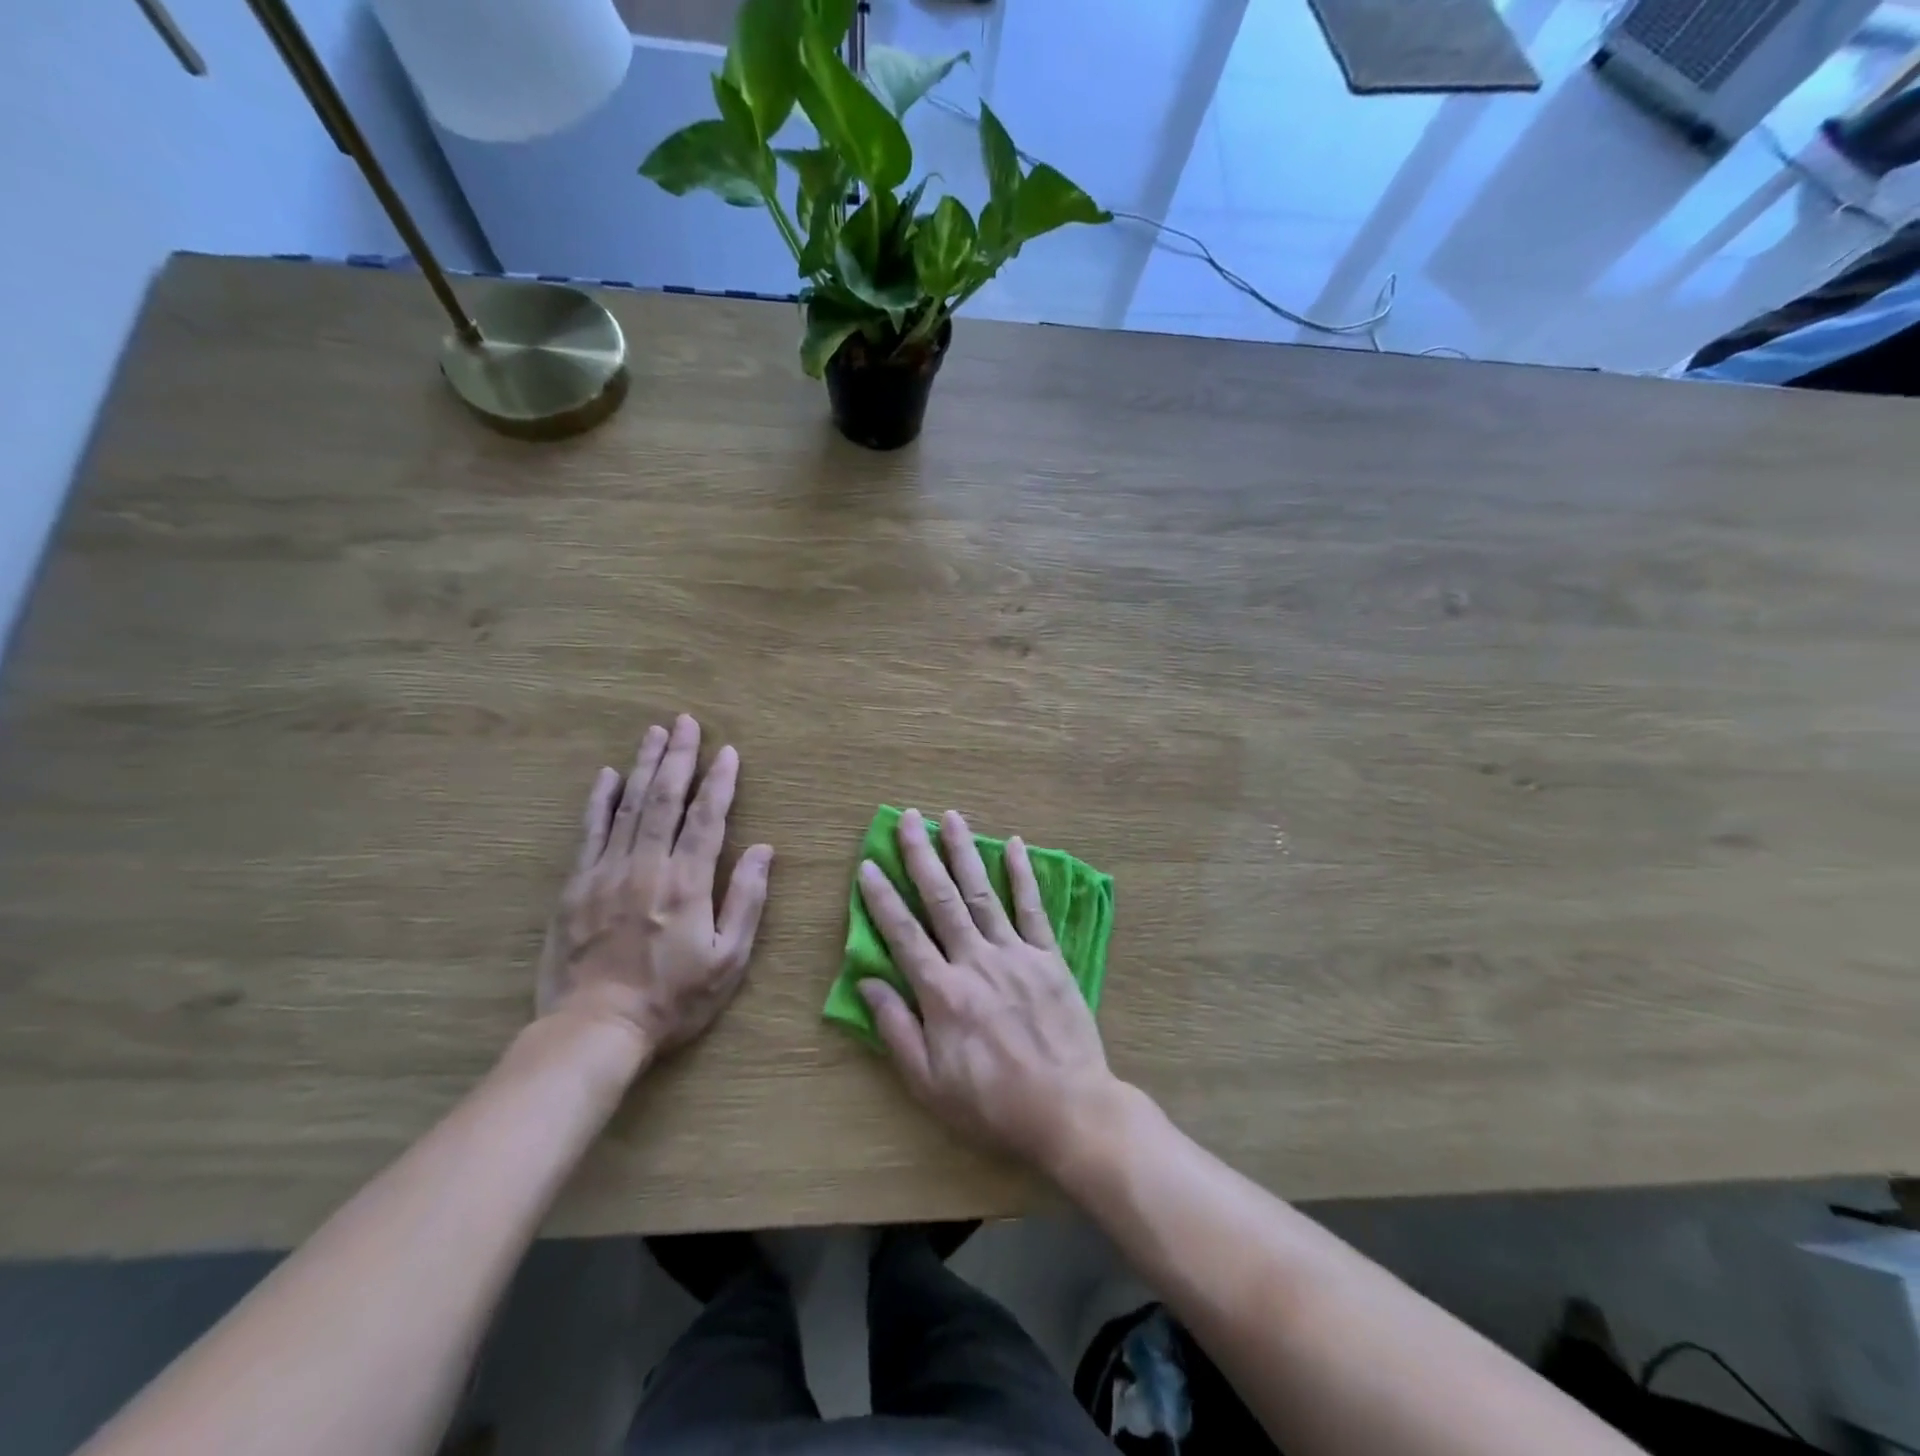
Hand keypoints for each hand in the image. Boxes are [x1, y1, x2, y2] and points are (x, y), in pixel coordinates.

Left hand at [536, 715, 773, 1056]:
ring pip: (628, 806)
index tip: (728, 751)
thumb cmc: (673, 998)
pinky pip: (590, 832)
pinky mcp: (577, 886)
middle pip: (665, 799)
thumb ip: (746, 900)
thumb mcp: (728, 959)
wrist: (595, 1029)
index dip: (720, 782)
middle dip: (679, 757)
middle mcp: (647, 866)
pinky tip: (607, 775)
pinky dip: (600, 801)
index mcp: (687, 883)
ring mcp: (607, 873)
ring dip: (643, 766)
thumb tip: (763, 850)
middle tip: (685, 721)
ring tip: (654, 732)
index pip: (707, 818)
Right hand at [856, 808, 1118, 1177]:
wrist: (1068, 1110)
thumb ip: (896, 1029)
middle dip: (921, 855)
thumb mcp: (929, 1083)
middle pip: (942, 899)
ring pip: (983, 892)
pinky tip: (1014, 845)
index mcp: (942, 992)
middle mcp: (975, 961)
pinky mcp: (1049, 958)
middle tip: (909, 818)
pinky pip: (1033, 909)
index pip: (903, 933)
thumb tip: (867, 981)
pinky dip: (1023, 875)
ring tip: (951, 816)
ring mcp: (1015, 954)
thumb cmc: (991, 1104)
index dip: (882, 898)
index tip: (868, 864)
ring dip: (965, 852)